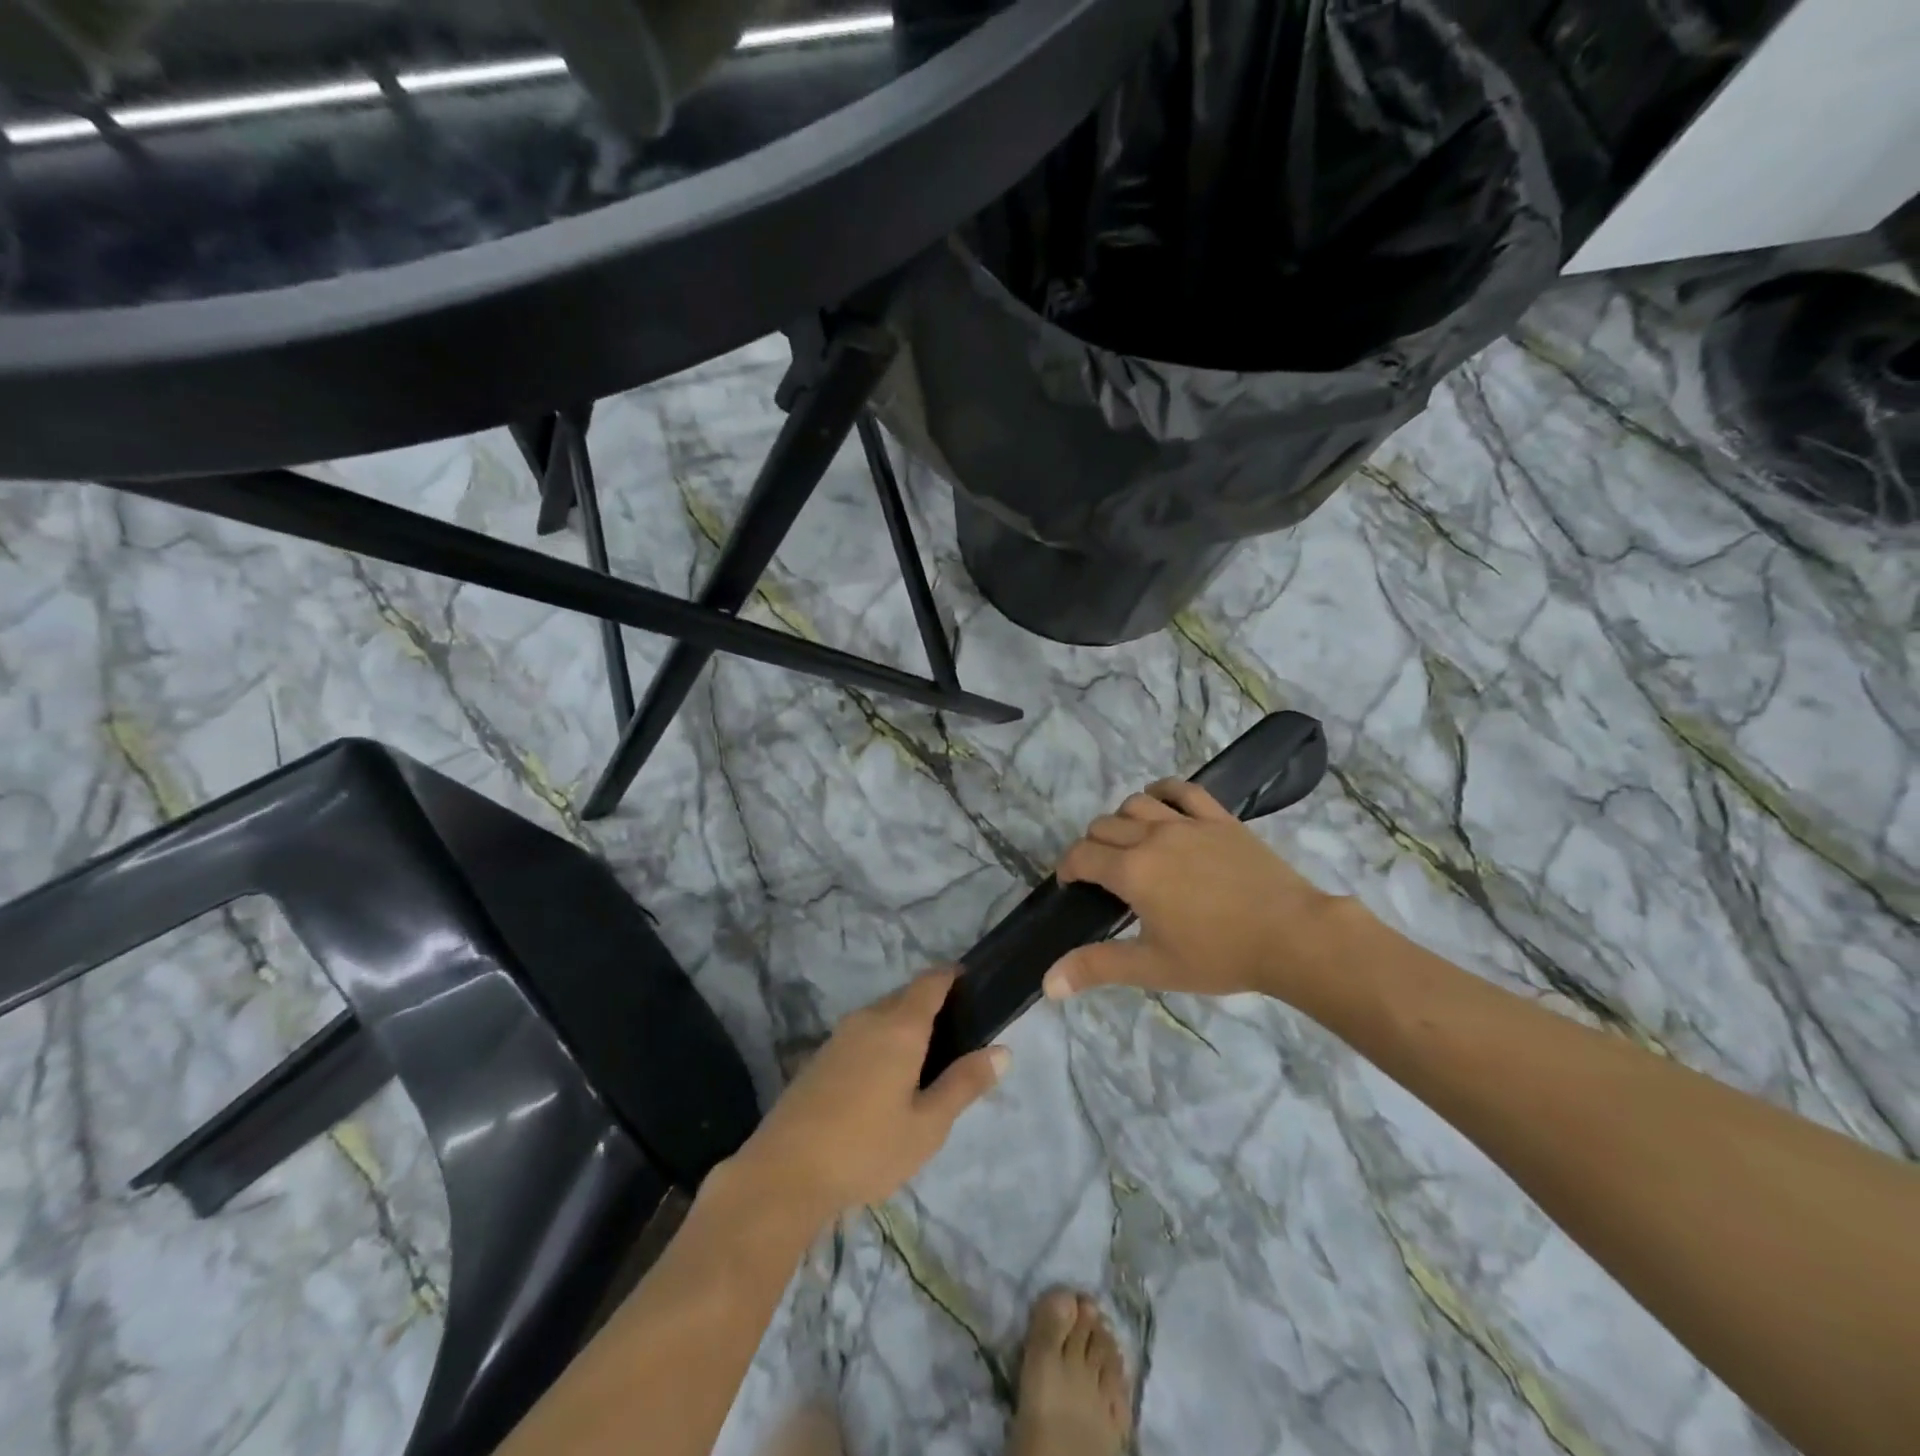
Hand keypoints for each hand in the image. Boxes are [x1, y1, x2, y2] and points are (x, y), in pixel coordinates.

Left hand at [733, 969, 1006, 1221]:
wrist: (783, 1173)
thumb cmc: (866, 1148)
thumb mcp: (927, 1125)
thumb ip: (964, 1084)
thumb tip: (1003, 1050)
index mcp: (899, 1026)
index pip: (931, 981)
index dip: (954, 976)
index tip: (975, 984)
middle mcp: (869, 1019)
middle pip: (906, 996)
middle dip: (932, 1004)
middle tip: (959, 1037)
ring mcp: (839, 1036)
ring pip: (882, 1015)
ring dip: (905, 1025)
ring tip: (928, 1062)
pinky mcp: (820, 1057)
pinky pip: (863, 1034)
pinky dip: (883, 1042)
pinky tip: (888, 1080)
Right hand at [1048, 779, 1344, 1001]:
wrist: (1293, 936)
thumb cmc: (1219, 954)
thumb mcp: (1153, 967)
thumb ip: (1097, 967)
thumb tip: (1047, 984)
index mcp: (1132, 871)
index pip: (1082, 856)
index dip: (1069, 868)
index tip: (1072, 885)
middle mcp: (1152, 836)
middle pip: (1104, 826)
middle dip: (1091, 847)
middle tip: (1101, 875)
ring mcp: (1187, 822)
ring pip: (1136, 803)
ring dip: (1121, 819)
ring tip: (1128, 842)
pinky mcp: (1219, 818)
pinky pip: (1182, 790)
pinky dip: (1162, 792)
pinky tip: (1160, 804)